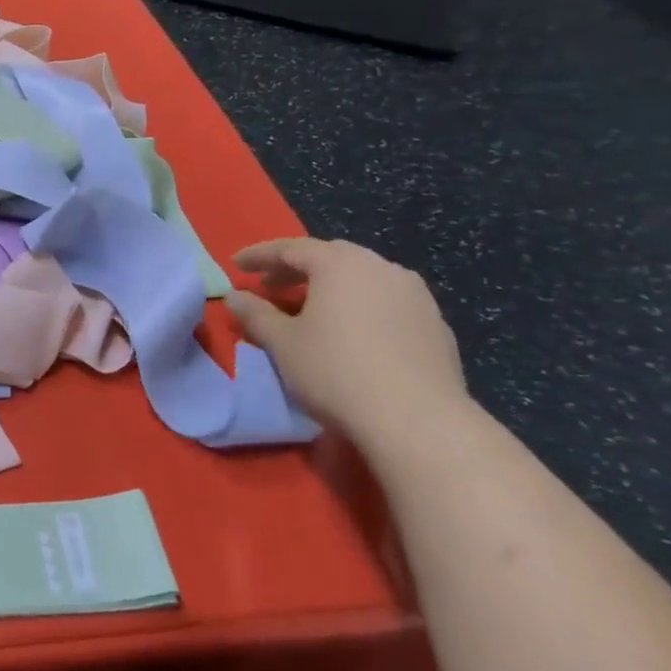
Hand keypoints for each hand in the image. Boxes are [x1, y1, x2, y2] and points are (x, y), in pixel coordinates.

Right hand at [226, 238, 469, 446]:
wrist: (419, 421)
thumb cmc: (336, 371)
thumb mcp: (282, 343)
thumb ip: (255, 314)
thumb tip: (234, 296)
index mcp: (340, 264)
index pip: (291, 248)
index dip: (259, 255)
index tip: (236, 265)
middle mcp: (381, 268)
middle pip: (331, 257)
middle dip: (297, 268)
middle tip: (271, 286)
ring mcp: (416, 296)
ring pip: (364, 278)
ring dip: (332, 287)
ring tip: (311, 309)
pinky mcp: (436, 326)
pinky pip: (387, 303)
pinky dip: (361, 307)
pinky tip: (352, 333)